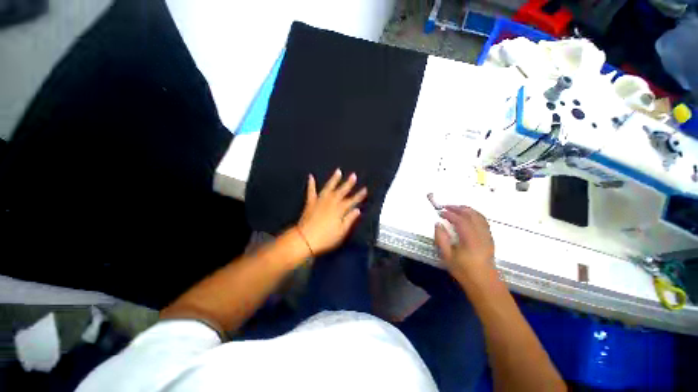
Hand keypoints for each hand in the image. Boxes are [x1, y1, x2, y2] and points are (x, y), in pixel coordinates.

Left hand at [296, 169, 367, 255]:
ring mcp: (320, 201)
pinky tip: (311, 176)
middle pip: (342, 191)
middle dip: (349, 183)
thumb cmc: (326, 238)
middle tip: (353, 175)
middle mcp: (331, 202)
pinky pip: (311, 191)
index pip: (352, 201)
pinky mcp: (311, 202)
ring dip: (334, 179)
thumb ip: (350, 219)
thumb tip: (357, 210)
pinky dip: (311, 184)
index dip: (359, 195)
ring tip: (338, 171)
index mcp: (340, 209)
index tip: (365, 189)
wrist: (305, 239)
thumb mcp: (342, 231)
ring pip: (329, 187)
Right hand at [434, 205, 494, 282]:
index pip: (460, 220)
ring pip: (479, 216)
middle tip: (446, 207)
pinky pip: (483, 221)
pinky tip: (468, 215)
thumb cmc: (464, 271)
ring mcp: (487, 235)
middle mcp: (481, 234)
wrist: (484, 283)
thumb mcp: (447, 257)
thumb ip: (441, 239)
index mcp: (470, 240)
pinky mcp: (489, 238)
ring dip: (467, 209)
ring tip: (456, 208)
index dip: (449, 214)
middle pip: (471, 215)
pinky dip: (475, 214)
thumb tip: (438, 224)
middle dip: (458, 208)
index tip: (440, 212)